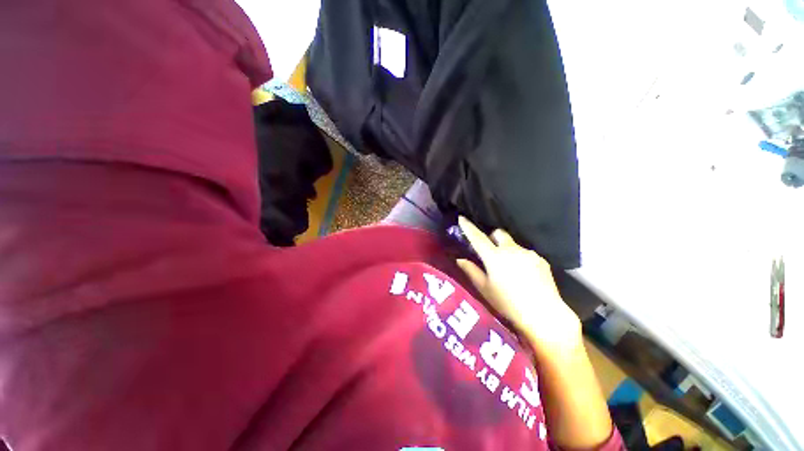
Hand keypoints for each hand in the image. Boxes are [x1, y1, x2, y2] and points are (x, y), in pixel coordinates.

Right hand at [456, 217, 581, 358]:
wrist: (545, 315)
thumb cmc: (508, 304)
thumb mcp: (485, 289)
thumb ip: (471, 271)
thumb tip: (459, 259)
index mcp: (494, 257)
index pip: (477, 238)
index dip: (468, 227)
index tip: (461, 218)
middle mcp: (511, 250)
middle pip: (498, 233)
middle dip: (492, 238)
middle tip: (489, 252)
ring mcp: (528, 254)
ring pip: (513, 244)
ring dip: (506, 250)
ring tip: (509, 270)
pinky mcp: (541, 260)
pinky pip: (525, 253)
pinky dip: (519, 259)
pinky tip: (523, 275)